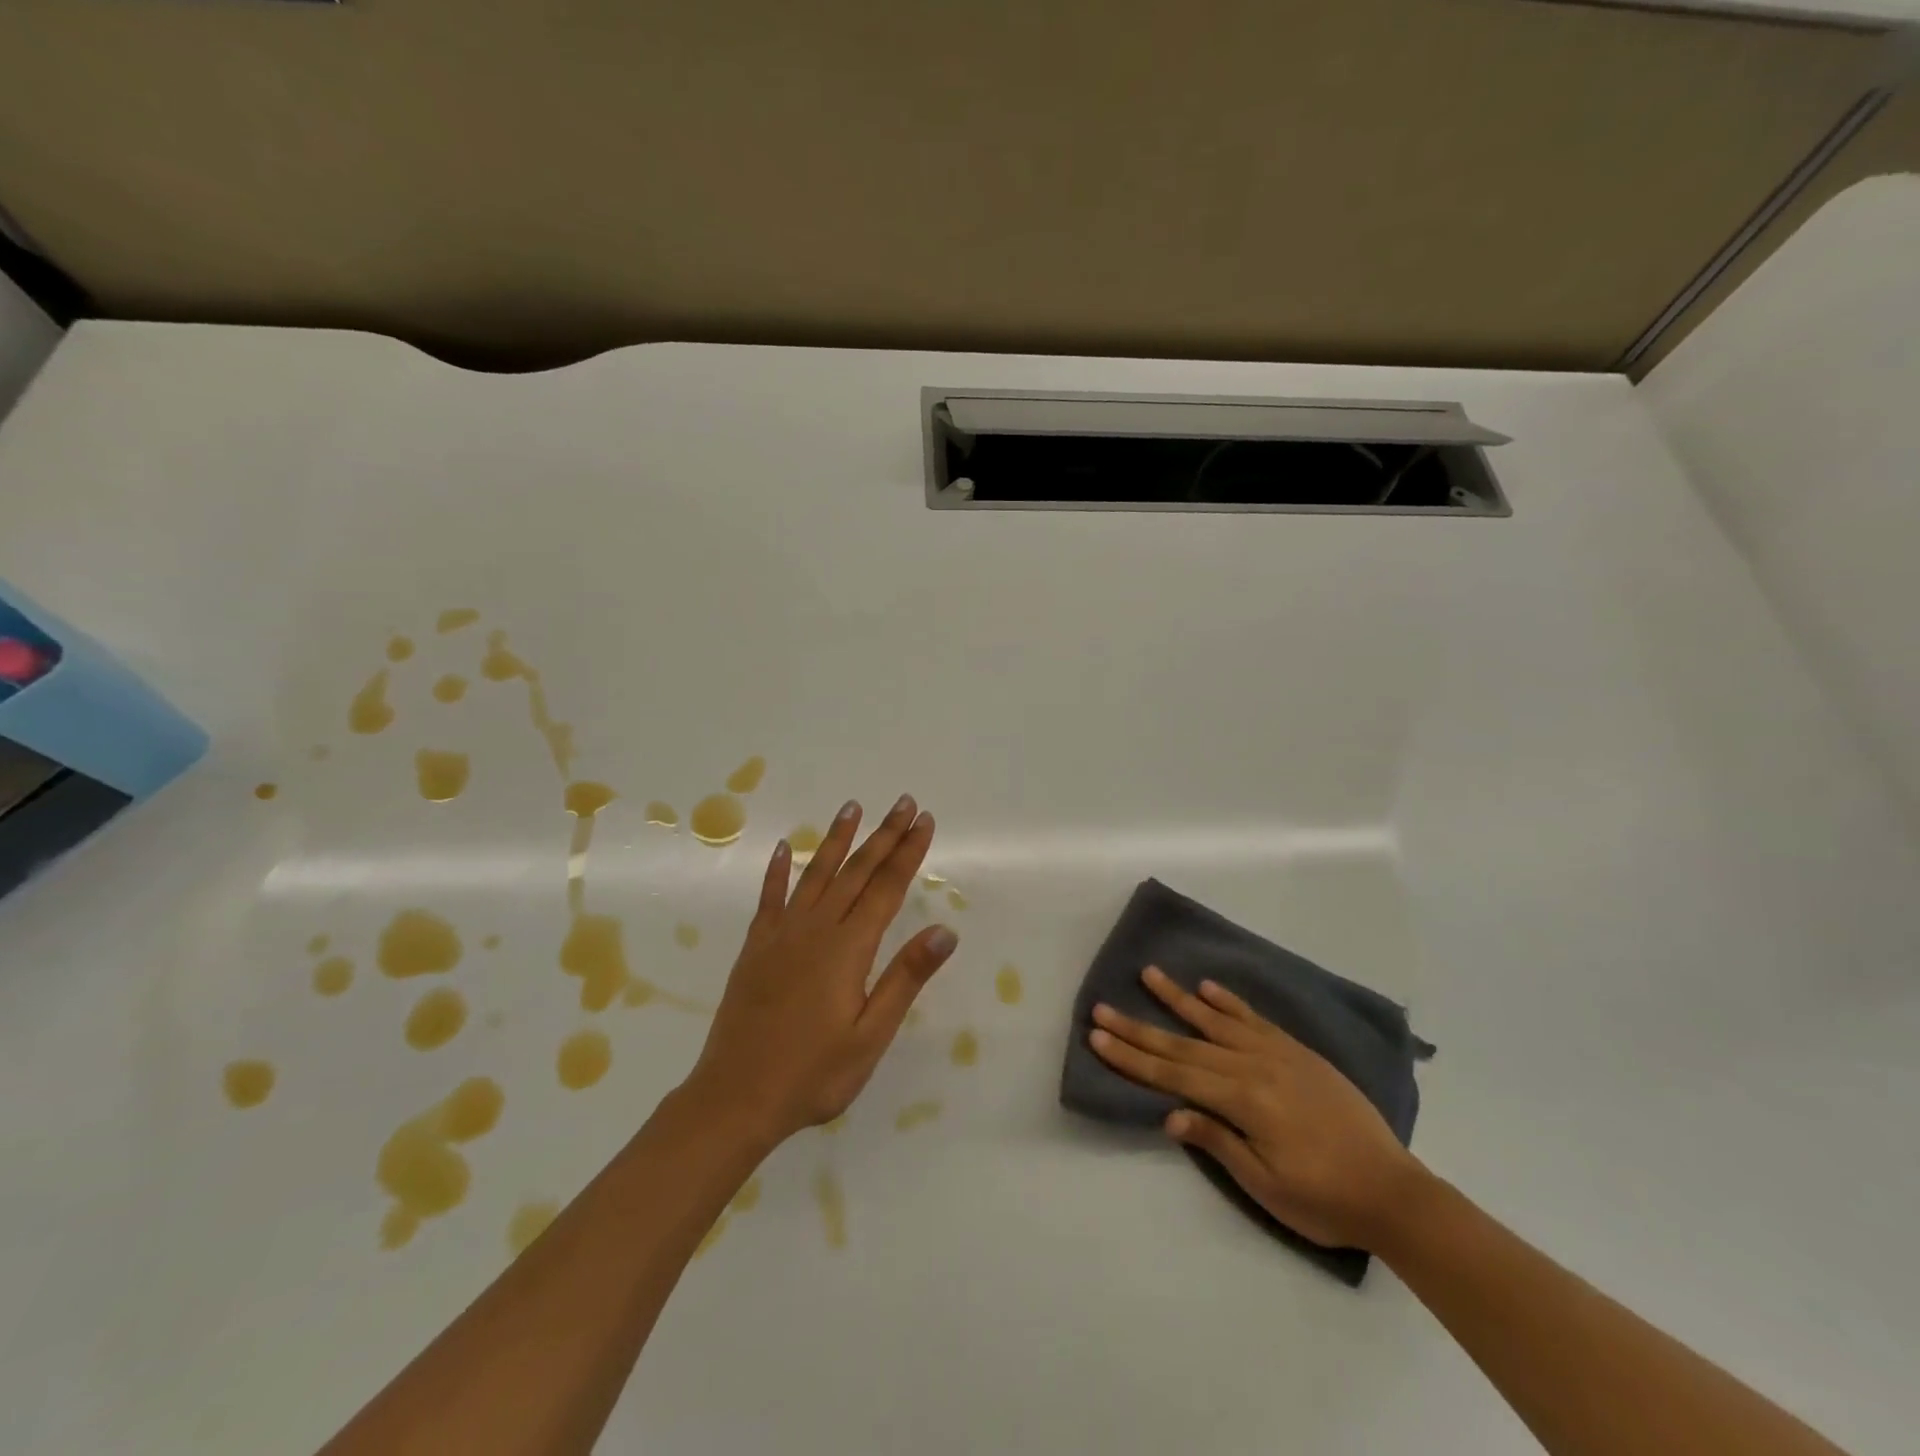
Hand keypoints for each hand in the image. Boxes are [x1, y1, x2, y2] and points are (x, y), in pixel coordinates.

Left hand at [683, 795, 957, 1146]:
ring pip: (815, 874)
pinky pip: (769, 898)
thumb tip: (944, 931)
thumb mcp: (871, 1035)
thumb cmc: (813, 1074)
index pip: (887, 888)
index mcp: (848, 948)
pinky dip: (777, 871)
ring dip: (836, 839)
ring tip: (851, 808)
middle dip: (883, 835)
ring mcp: (781, 934)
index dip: (908, 852)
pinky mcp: (756, 948)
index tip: (924, 820)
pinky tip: (781, 849)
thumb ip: (905, 978)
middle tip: (903, 802)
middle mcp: (816, 929)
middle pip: (856, 871)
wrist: (735, 1098)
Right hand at [1089, 967, 1424, 1250]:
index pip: (1173, 1075)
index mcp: (1243, 1100)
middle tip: (1102, 1007)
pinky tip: (1207, 987)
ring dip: (1178, 998)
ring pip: (1216, 1021)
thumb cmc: (1325, 1199)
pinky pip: (1254, 1019)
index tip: (1098, 1036)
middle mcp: (1254, 1066)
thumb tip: (1170, 1113)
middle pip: (1184, 1045)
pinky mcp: (1297, 1052)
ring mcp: (1277, 1054)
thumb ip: (1218, 1141)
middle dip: (1139, 1028)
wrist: (1394, 1191)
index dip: (1132, 1057)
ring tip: (1148, 974)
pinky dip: (1228, 1002)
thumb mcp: (1267, 1184)